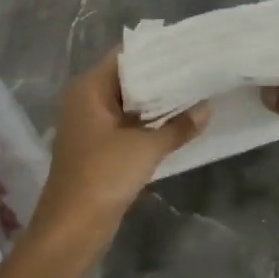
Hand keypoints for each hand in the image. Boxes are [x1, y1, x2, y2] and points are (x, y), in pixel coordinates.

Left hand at [32, 51, 208, 240]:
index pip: (125, 56)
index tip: (188, 48)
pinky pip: (128, 124)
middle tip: (198, 69)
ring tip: (196, 91)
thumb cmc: (103, 175)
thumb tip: (207, 108)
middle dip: (162, 77)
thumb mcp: (145, 148)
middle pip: (128, 78)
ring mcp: (92, 125)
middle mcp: (87, 100)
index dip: (156, 51)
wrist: (72, 229)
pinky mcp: (100, 147)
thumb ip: (178, 126)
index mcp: (89, 88)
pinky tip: (179, 122)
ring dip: (158, 102)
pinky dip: (150, 123)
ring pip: (130, 103)